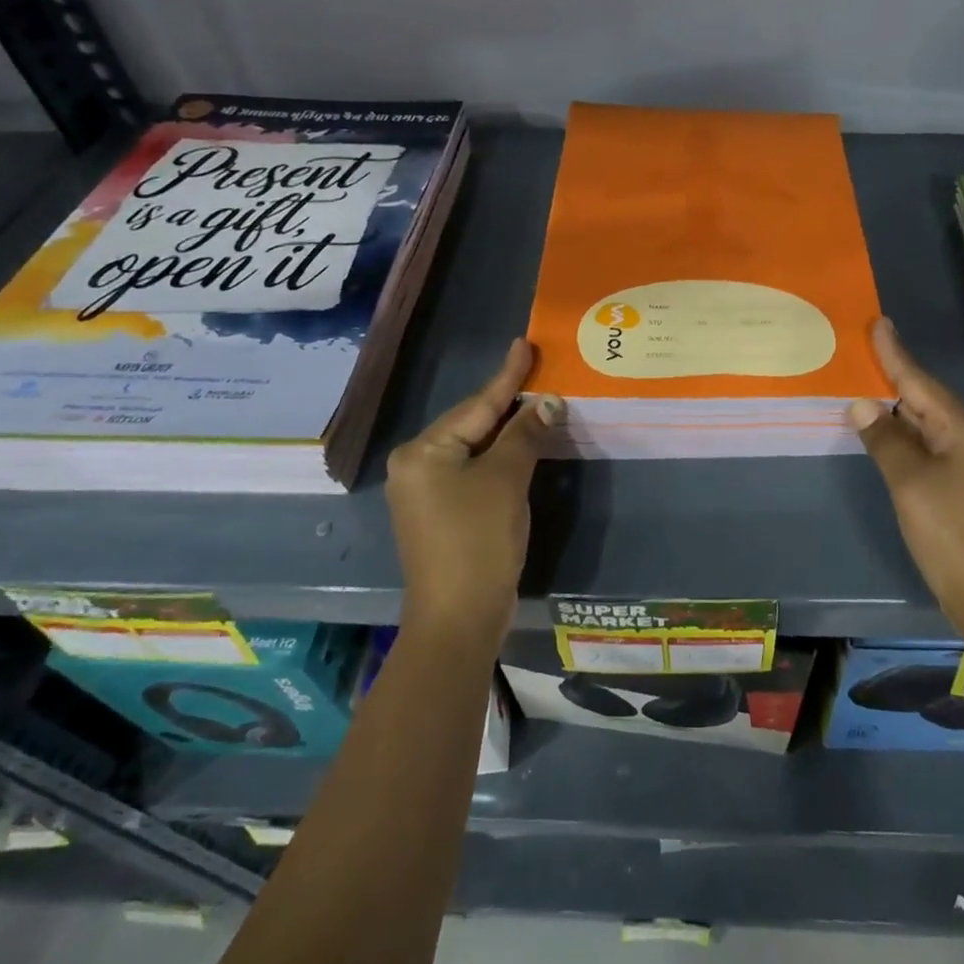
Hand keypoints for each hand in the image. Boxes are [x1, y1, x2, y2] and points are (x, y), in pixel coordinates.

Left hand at [385, 339, 561, 647]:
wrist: (458, 619)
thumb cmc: (478, 541)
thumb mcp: (506, 480)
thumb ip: (525, 435)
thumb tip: (547, 403)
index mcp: (424, 451)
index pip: (477, 404)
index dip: (507, 375)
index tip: (525, 343)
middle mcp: (416, 465)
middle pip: (472, 423)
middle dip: (508, 402)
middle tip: (538, 371)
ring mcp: (425, 491)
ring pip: (474, 447)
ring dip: (507, 431)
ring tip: (536, 402)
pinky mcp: (440, 513)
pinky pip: (473, 470)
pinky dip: (500, 457)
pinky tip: (522, 446)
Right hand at [848, 319, 963, 645]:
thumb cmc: (952, 535)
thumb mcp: (909, 484)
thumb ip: (885, 440)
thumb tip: (862, 404)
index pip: (920, 381)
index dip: (894, 353)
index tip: (878, 322)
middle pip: (928, 400)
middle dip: (895, 379)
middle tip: (863, 353)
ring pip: (931, 425)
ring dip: (900, 411)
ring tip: (868, 387)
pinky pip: (936, 447)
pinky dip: (910, 438)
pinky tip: (889, 435)